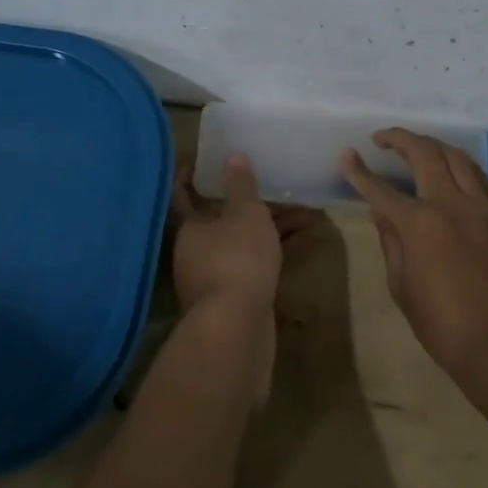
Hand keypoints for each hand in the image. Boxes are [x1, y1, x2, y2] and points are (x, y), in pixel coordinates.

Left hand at [171, 155, 319, 400]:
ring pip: (243, 240)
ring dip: (270, 225)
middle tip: (272, 181)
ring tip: (304, 209)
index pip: (183, 194)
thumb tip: (233, 156)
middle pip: (221, 217)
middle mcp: (196, 251)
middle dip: (247, 201)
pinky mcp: (237, 296)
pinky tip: (302, 239)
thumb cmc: (237, 260)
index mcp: (189, 228)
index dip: (190, 175)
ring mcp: (216, 276)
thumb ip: (241, 186)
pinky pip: (256, 261)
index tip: (200, 159)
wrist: (238, 330)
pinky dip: (275, 248)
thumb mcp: (245, 214)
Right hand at [340, 129, 487, 381]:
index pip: (380, 189)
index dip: (358, 170)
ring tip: (420, 148)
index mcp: (419, 224)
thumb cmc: (444, 326)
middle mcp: (453, 204)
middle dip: (400, 138)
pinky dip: (466, 172)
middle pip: (425, 153)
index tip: (346, 154)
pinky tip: (458, 179)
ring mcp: (487, 208)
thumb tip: (382, 213)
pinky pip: (486, 182)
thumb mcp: (402, 288)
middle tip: (383, 138)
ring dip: (435, 147)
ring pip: (460, 159)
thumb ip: (391, 243)